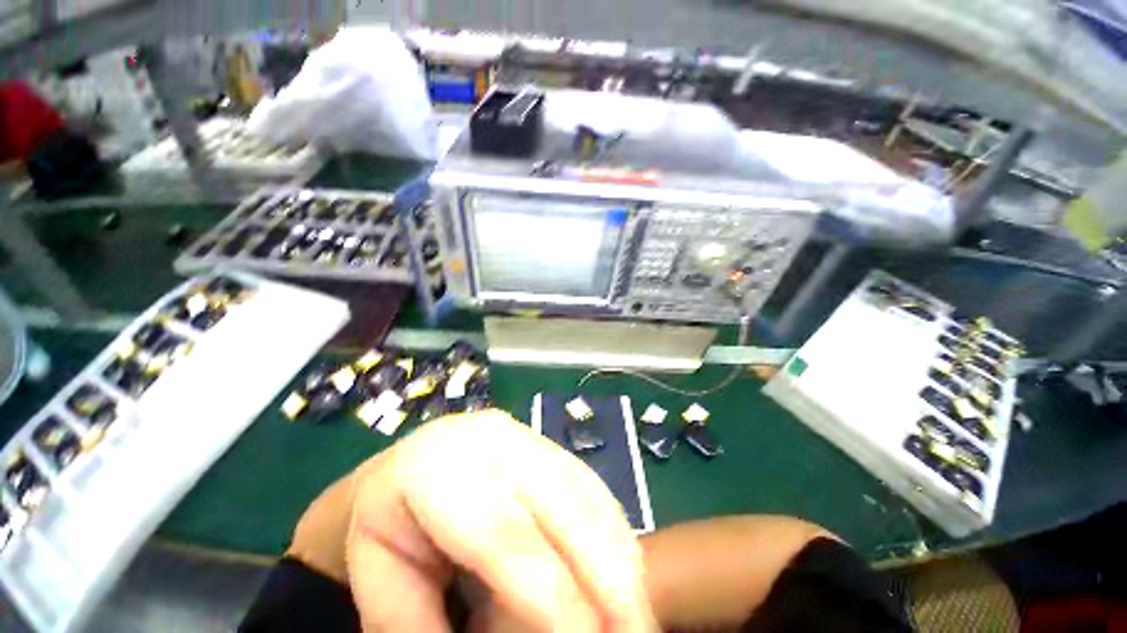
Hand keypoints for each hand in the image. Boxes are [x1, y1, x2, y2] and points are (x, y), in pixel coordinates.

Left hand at [345, 411, 654, 631]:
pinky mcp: (544, 440)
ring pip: (583, 487)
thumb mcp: (385, 586)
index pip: (503, 534)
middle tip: (636, 631)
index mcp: (437, 468)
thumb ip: (427, 627)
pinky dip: (612, 526)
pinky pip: (587, 480)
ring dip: (618, 551)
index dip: (553, 594)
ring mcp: (523, 433)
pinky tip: (625, 565)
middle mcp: (491, 439)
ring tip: (637, 611)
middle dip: (605, 572)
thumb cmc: (389, 524)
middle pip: (558, 502)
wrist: (414, 459)